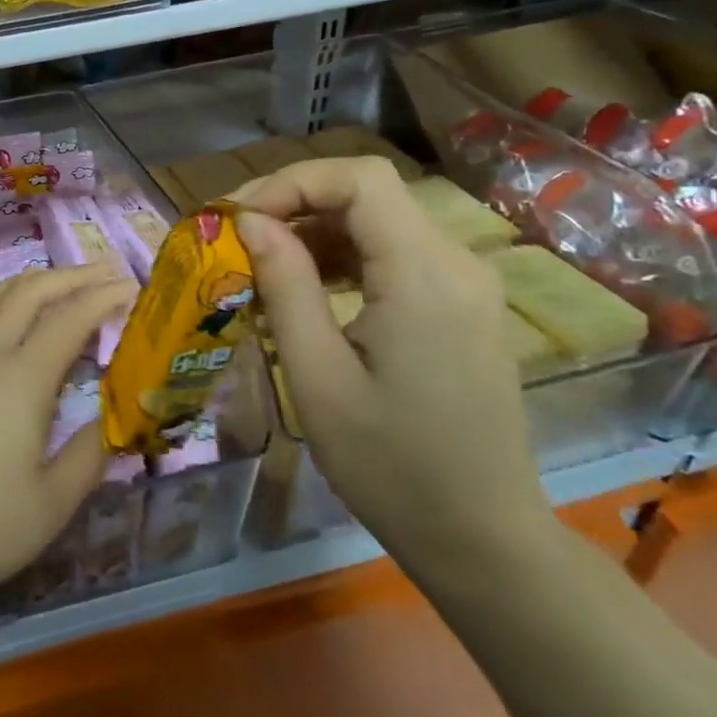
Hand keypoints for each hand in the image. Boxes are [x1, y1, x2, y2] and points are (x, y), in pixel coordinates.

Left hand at [0, 264, 135, 625]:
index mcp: (22, 381)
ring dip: (17, 286)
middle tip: (98, 274)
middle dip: (68, 278)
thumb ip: (91, 454)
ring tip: (43, 283)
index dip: (103, 297)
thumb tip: (118, 419)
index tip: (130, 286)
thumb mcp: (53, 503)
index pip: (70, 320)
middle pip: (27, 297)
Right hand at [231, 157, 552, 574]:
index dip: (289, 181)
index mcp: (425, 275)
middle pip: (368, 192)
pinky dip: (339, 256)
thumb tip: (250, 222)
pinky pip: (391, 253)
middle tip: (234, 236)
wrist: (481, 537)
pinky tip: (303, 290)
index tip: (236, 218)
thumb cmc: (390, 465)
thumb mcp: (318, 376)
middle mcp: (455, 263)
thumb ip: (286, 286)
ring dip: (311, 228)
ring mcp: (464, 283)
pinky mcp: (458, 304)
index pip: (358, 180)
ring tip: (257, 265)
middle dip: (292, 201)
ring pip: (377, 219)